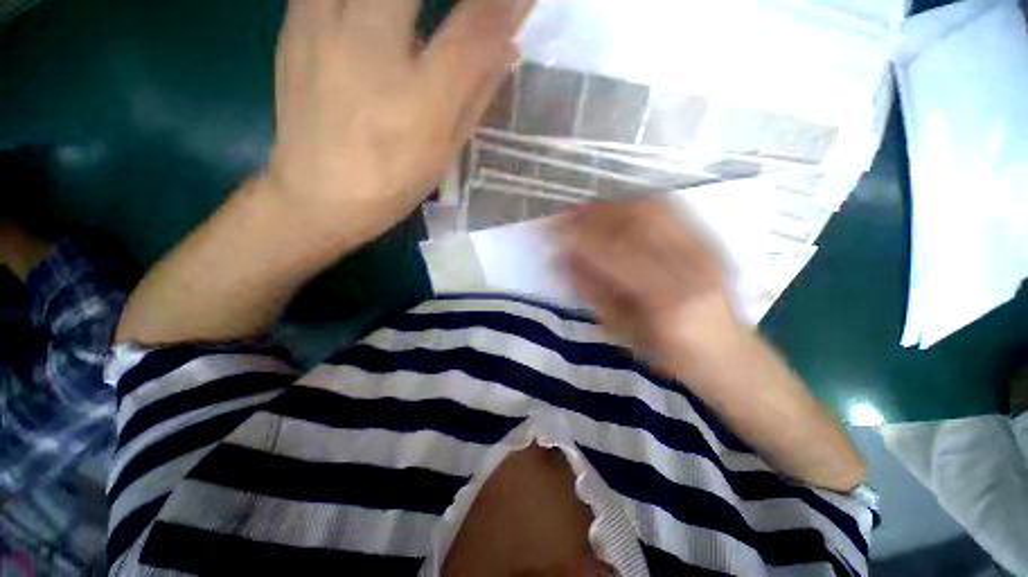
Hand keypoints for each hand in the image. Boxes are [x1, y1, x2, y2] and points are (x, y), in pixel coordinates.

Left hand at [266, 0, 533, 246]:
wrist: (318, 195)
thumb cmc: (393, 180)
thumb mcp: (445, 148)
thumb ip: (477, 92)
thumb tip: (508, 46)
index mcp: (420, 99)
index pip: (476, 28)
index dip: (505, 4)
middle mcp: (371, 48)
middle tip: (469, 7)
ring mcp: (324, 25)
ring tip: (412, 17)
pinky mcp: (296, 21)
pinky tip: (374, 15)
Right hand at [556, 200, 744, 376]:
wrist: (727, 354)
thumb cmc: (667, 353)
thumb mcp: (622, 330)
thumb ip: (592, 291)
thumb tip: (562, 258)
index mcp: (667, 300)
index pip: (614, 253)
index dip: (580, 237)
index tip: (553, 230)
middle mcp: (692, 266)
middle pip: (636, 220)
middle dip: (594, 212)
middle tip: (566, 212)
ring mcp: (708, 248)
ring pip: (655, 207)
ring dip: (614, 204)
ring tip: (587, 208)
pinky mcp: (712, 241)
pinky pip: (671, 209)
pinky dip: (637, 203)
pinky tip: (619, 209)